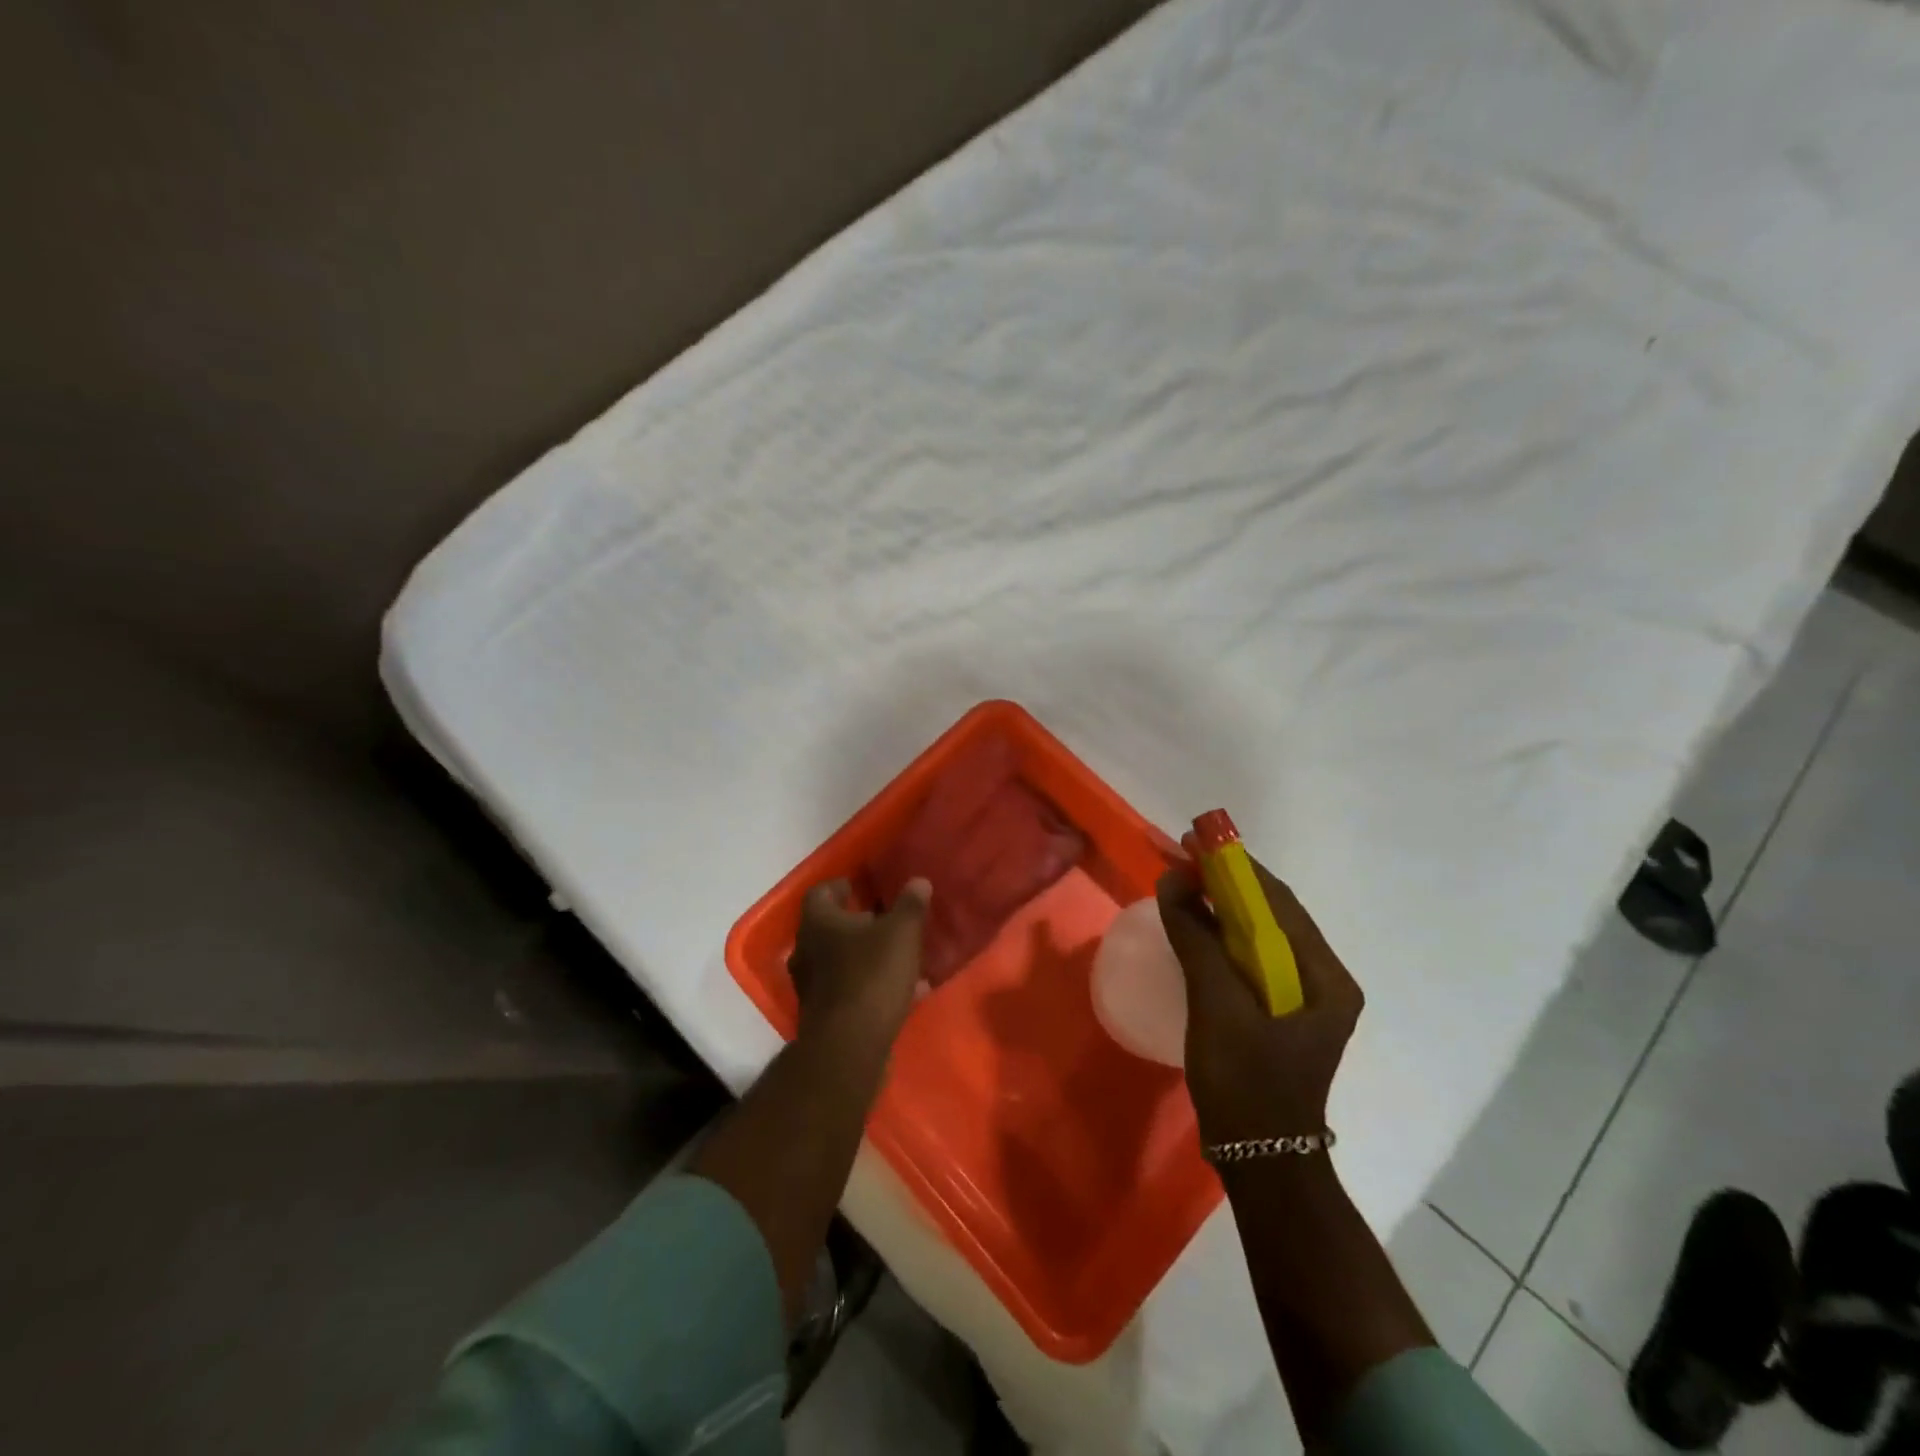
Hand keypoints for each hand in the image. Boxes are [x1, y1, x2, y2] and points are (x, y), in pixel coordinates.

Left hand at [789, 878, 931, 1049]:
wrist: (848, 1046)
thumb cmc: (871, 975)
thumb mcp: (901, 933)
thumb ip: (910, 905)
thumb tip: (918, 882)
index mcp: (818, 922)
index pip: (821, 892)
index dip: (840, 887)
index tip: (860, 887)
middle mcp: (805, 949)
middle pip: (828, 927)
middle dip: (855, 922)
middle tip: (883, 919)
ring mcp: (810, 985)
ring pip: (838, 959)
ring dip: (863, 955)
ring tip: (897, 955)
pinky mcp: (822, 1014)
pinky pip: (847, 988)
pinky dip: (868, 983)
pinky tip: (901, 991)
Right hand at [1155, 859, 1362, 1146]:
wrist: (1258, 1160)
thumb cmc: (1245, 1082)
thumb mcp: (1218, 1006)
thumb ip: (1197, 939)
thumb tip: (1175, 879)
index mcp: (1327, 979)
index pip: (1280, 903)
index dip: (1236, 868)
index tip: (1194, 841)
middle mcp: (1323, 981)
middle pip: (1271, 915)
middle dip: (1226, 883)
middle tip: (1181, 857)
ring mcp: (1301, 999)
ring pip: (1257, 936)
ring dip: (1220, 907)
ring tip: (1180, 881)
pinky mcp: (1277, 1013)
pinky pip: (1248, 959)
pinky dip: (1219, 936)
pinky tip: (1192, 926)